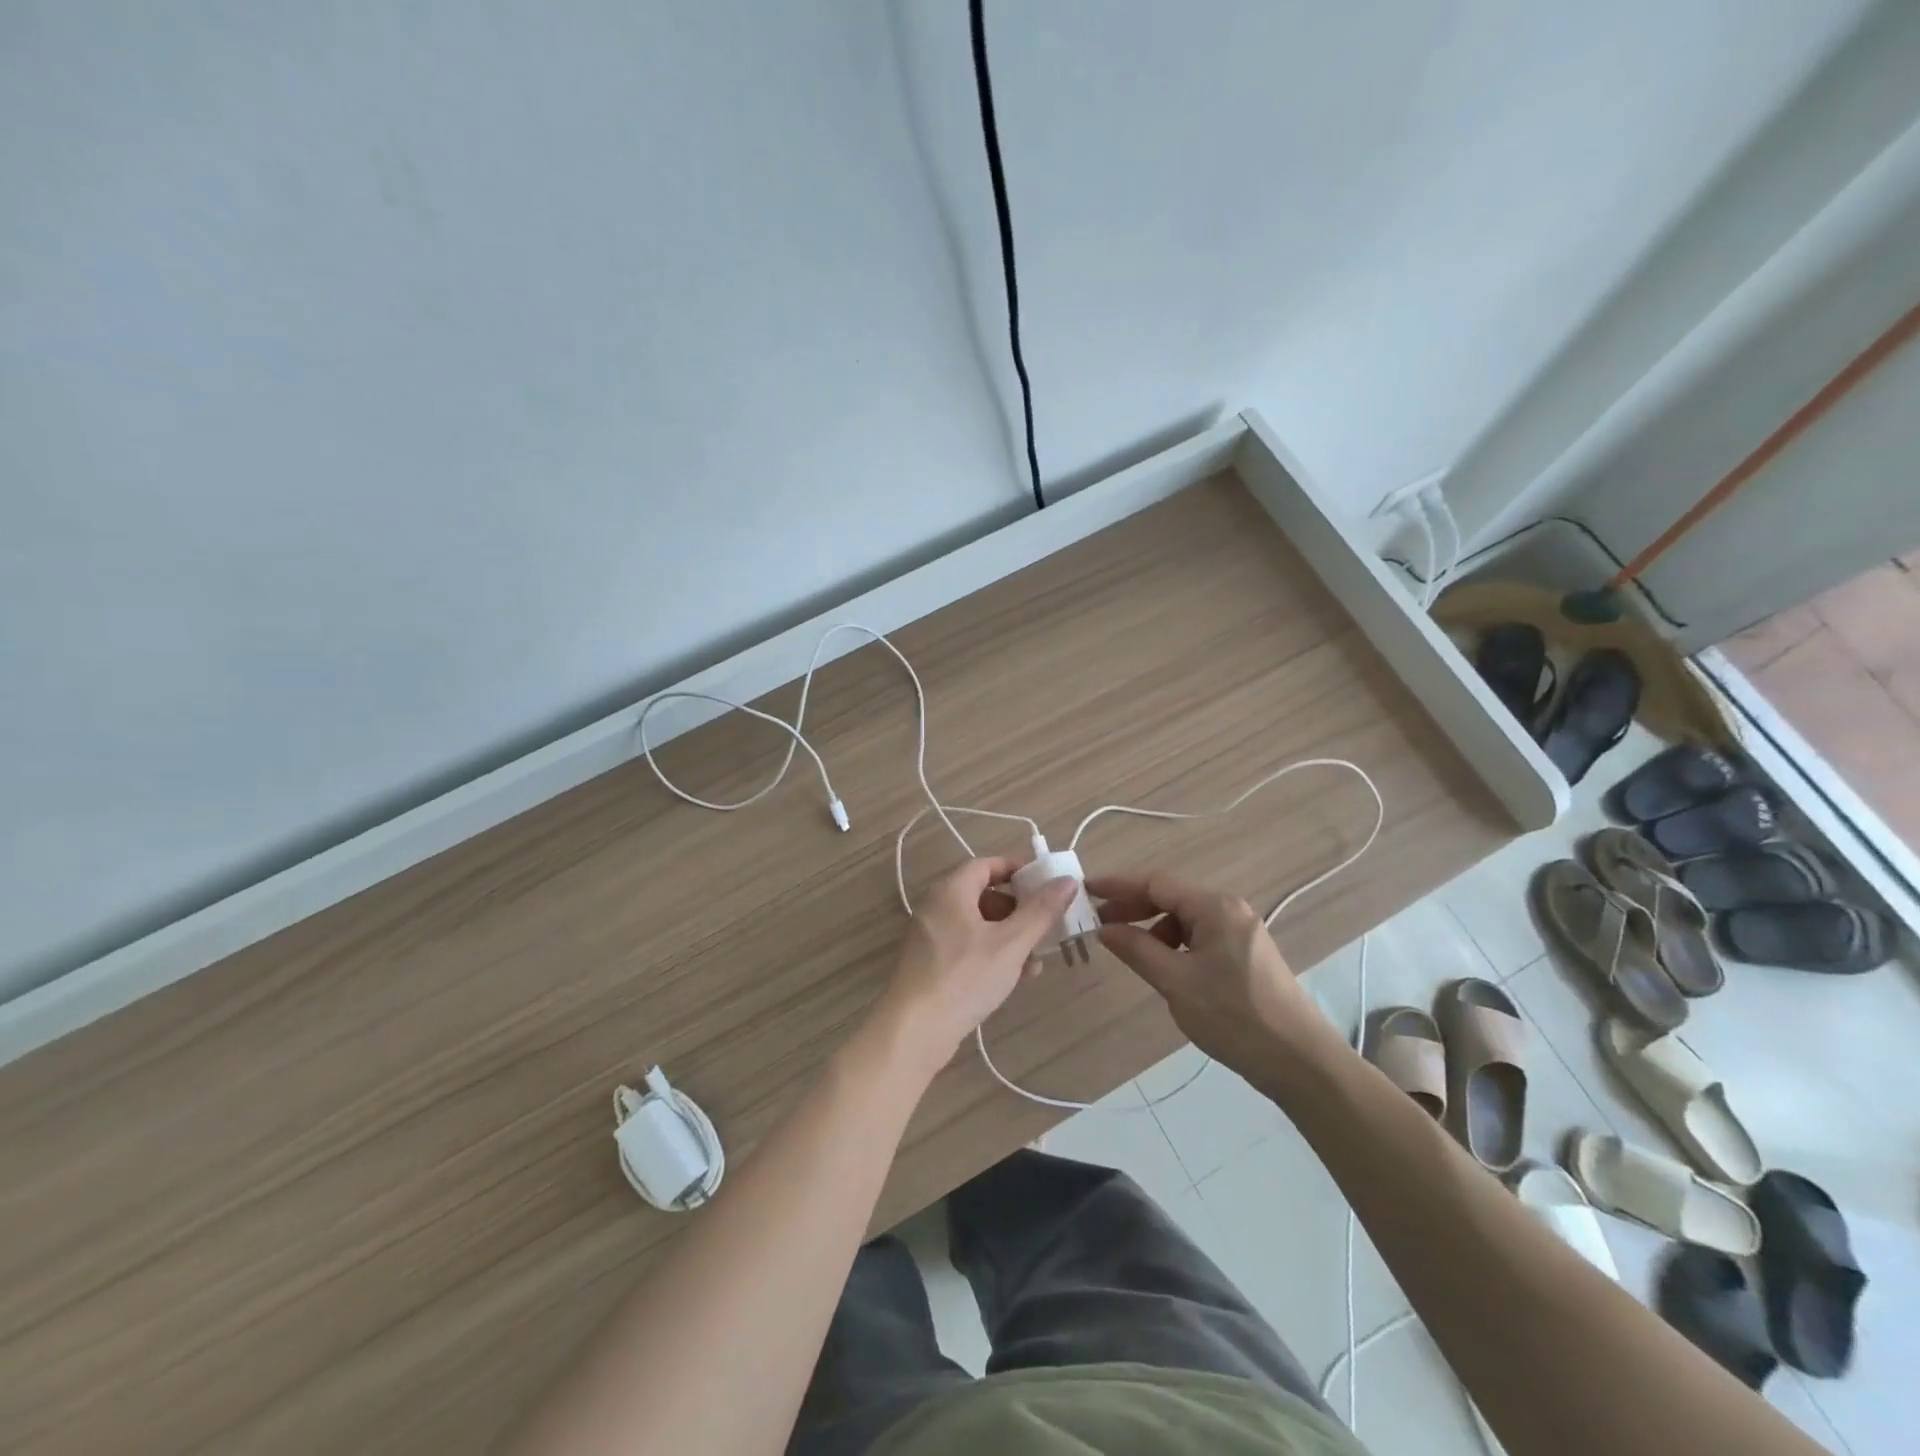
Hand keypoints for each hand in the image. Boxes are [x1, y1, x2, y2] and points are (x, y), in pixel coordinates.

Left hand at [879, 857, 1075, 1063]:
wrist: (913, 1031)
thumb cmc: (964, 977)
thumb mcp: (1010, 943)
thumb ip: (1040, 911)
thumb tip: (1067, 881)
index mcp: (950, 892)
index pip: (986, 865)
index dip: (1017, 870)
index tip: (1046, 884)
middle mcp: (936, 907)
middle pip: (983, 895)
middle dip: (1018, 910)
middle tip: (1045, 925)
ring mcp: (930, 937)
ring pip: (977, 925)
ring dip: (1009, 937)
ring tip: (1036, 960)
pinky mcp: (930, 965)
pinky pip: (966, 947)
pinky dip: (991, 954)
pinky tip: (1015, 977)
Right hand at [1089, 870, 1342, 1079]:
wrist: (1300, 1062)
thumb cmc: (1234, 1017)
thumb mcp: (1176, 983)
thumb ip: (1137, 949)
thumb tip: (1104, 928)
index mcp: (1215, 907)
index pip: (1156, 883)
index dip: (1118, 885)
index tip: (1085, 890)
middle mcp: (1229, 910)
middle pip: (1171, 897)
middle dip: (1133, 907)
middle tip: (1098, 923)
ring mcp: (1240, 932)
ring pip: (1184, 919)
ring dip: (1153, 929)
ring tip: (1128, 950)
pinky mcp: (1244, 955)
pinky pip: (1199, 937)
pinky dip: (1174, 945)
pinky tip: (1162, 966)